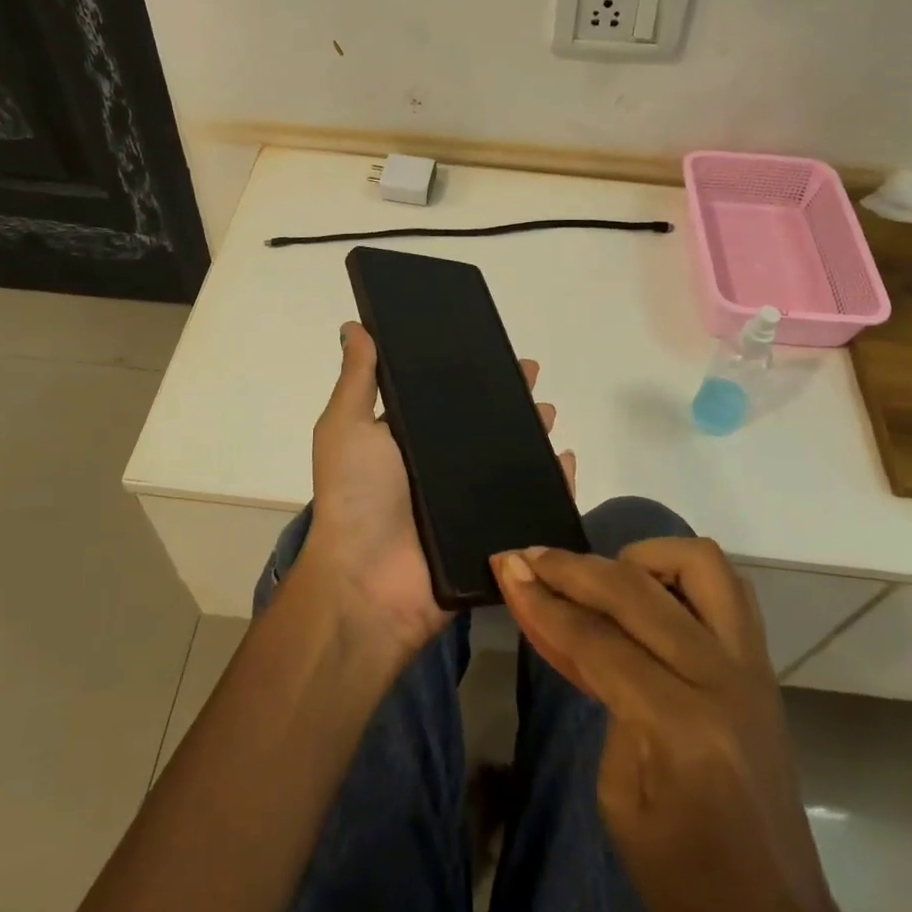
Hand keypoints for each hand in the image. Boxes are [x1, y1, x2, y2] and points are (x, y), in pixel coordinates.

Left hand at [301, 322, 575, 658]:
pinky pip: (531, 504)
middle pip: (485, 426)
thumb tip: (355, 326)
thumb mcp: (346, 427)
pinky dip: (553, 483)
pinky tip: (565, 460)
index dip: (469, 375)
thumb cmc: (355, 496)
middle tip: (533, 379)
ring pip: (511, 460)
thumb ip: (358, 379)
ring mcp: (469, 502)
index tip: (494, 350)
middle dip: (509, 400)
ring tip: (549, 413)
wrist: (368, 584)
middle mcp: (440, 467)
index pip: (446, 398)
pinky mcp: (493, 534)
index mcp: (409, 440)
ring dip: (533, 434)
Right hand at [490, 540, 875, 911]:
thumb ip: (597, 693)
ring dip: (642, 556)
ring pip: (699, 563)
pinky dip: (681, 572)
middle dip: (574, 567)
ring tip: (603, 577)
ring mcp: (752, 665)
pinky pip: (727, 585)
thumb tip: (563, 616)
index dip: (543, 600)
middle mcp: (723, 680)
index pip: (598, 640)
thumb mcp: (617, 797)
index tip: (505, 565)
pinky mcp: (763, 664)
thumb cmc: (683, 882)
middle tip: (531, 556)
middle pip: (637, 591)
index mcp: (682, 729)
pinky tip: (648, 592)